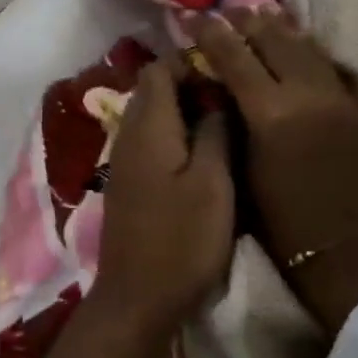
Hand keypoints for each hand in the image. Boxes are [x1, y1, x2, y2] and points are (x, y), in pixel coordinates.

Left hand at [35, 58, 233, 357]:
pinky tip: (204, 154)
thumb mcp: (213, 183)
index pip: (158, 69)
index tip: (228, 70)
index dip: (190, 62)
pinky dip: (174, 136)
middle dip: (189, 83)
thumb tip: (217, 95)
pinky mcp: (128, 183)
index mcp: (148, 127)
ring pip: (152, 117)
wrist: (138, 296)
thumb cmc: (181, 238)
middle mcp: (128, 135)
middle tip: (233, 95)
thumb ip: (215, 132)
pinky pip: (150, 142)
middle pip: (153, 90)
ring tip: (226, 121)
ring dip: (183, 111)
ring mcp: (124, 160)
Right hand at [191, 7, 357, 332]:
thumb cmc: (279, 221)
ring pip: (306, 47)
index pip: (235, 57)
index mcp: (270, 113)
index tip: (195, 17)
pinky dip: (306, 49)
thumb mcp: (240, 168)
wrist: (347, 249)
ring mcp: (339, 97)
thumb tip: (217, 87)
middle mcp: (307, 94)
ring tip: (260, 17)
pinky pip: (328, 65)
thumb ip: (230, 120)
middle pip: (274, 41)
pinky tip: (296, 44)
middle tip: (228, 10)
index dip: (213, 34)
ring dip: (280, 29)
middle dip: (248, 22)